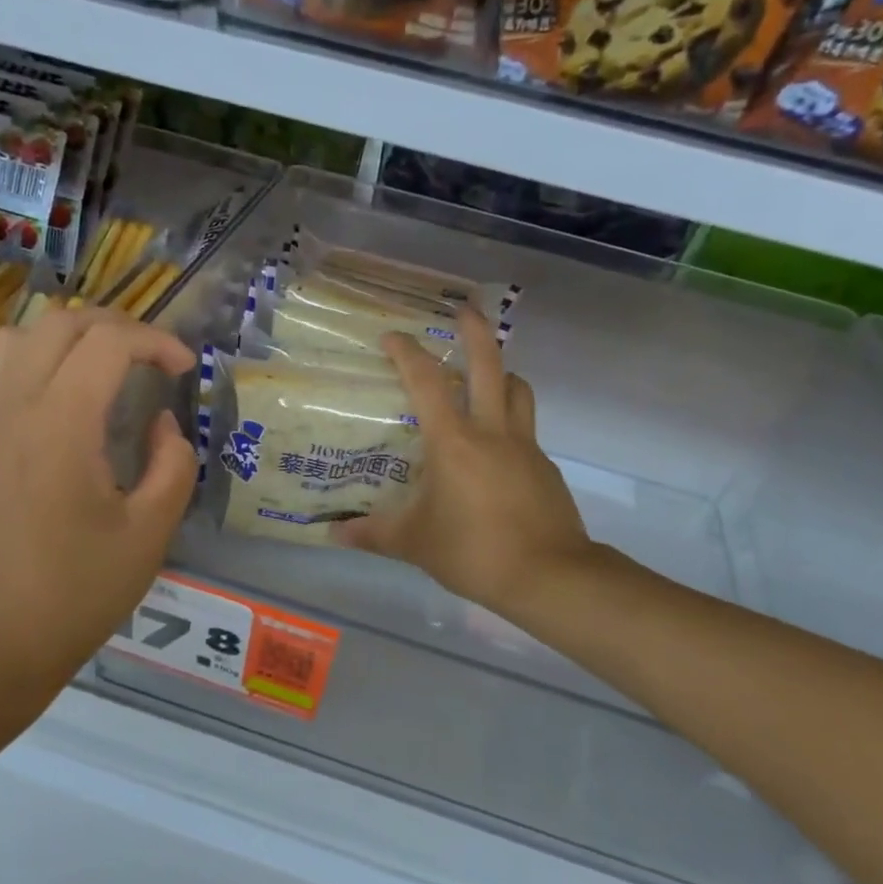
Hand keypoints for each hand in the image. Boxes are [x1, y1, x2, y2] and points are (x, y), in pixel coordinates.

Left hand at [0, 308, 197, 726]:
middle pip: (61, 323)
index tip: (185, 369)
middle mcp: (10, 408)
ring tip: (100, 369)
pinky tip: (56, 400)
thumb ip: (173, 464)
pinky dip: (30, 361)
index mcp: (60, 427)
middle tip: (151, 361)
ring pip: (15, 336)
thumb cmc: (80, 592)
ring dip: (66, 338)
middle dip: (117, 328)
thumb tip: (162, 423)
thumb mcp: (151, 532)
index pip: (109, 342)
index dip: (157, 341)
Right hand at [333, 308, 593, 621]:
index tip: (392, 335)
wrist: (549, 575)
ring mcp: (525, 446)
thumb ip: (373, 533)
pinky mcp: (545, 467)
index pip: (428, 383)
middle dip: (476, 330)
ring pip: (518, 389)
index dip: (407, 354)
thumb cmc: (474, 551)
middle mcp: (492, 432)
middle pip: (490, 365)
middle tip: (464, 308)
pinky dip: (510, 419)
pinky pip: (526, 427)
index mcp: (454, 442)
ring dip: (501, 372)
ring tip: (484, 375)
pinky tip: (495, 447)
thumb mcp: (415, 543)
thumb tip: (333, 533)